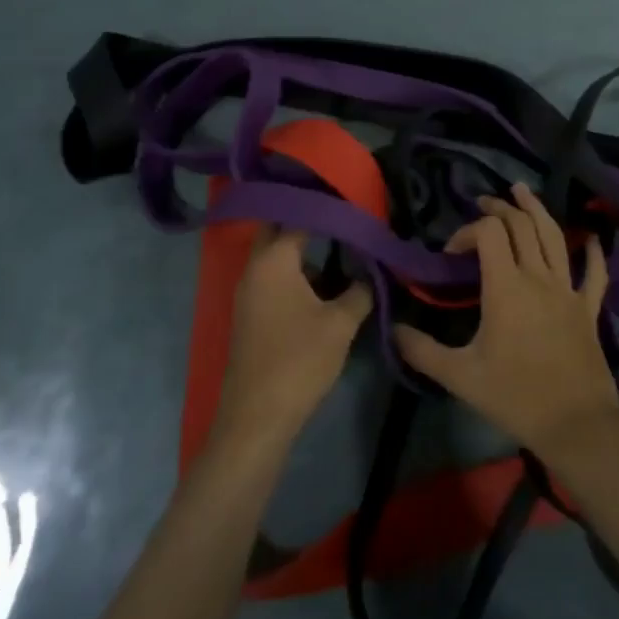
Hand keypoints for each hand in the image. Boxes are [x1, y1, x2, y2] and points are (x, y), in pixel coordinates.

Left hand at [213, 227, 372, 453]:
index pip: (299, 216)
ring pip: (277, 258)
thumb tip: (371, 273)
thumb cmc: (299, 360)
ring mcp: (248, 293)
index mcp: (273, 260)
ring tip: (342, 252)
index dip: (327, 208)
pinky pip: (274, 280)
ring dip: (304, 253)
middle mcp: (255, 269)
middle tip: (342, 217)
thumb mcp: (341, 323)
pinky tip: (324, 288)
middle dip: (309, 222)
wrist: (257, 418)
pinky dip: (296, 275)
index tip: (352, 201)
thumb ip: (360, 290)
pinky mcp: (251, 315)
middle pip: (279, 231)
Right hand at [395, 184, 618, 462]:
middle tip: (484, 204)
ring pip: (555, 236)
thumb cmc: (514, 396)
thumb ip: (422, 351)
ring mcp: (568, 290)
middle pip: (521, 225)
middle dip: (500, 209)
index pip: (488, 233)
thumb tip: (392, 329)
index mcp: (506, 286)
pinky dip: (593, 253)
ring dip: (537, 210)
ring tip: (523, 192)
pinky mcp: (589, 308)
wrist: (575, 424)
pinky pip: (594, 274)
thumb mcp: (459, 376)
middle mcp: (538, 277)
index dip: (467, 231)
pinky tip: (592, 239)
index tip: (451, 253)